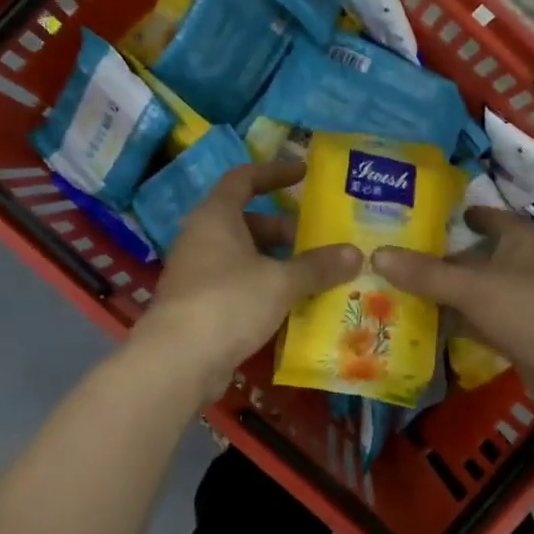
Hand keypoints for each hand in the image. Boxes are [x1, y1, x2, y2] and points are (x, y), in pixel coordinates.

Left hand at [136, 160, 360, 399]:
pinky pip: (237, 285)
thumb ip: (318, 266)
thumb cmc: (229, 302)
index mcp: (216, 216)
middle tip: (319, 240)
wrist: (177, 361)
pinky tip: (291, 306)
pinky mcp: (198, 305)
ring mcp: (197, 272)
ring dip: (276, 262)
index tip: (304, 174)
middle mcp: (202, 237)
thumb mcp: (281, 282)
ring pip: (243, 256)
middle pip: (247, 221)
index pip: (244, 179)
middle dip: (284, 229)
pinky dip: (264, 288)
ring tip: (314, 275)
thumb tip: (356, 253)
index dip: (274, 172)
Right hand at [373, 209, 533, 417]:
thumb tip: (377, 253)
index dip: (465, 216)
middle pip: (482, 256)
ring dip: (452, 294)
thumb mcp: (473, 287)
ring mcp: (530, 302)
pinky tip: (431, 327)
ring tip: (406, 291)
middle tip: (404, 259)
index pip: (491, 217)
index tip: (434, 218)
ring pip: (482, 292)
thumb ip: (426, 273)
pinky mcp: (527, 335)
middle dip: (447, 260)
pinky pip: (486, 322)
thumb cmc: (532, 309)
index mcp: (524, 238)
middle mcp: (529, 264)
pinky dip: (463, 322)